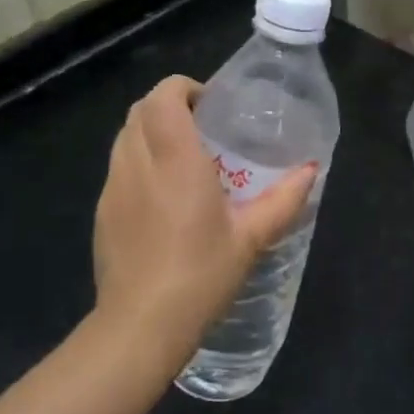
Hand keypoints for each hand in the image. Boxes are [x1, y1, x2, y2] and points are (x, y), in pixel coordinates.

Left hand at [92, 76, 317, 373]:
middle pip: (140, 110)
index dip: (184, 88)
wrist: (140, 326)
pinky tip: (162, 195)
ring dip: (150, 131)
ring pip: (124, 136)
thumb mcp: (251, 238)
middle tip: (203, 127)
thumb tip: (310, 170)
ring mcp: (113, 187)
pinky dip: (138, 160)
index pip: (164, 97)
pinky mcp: (102, 211)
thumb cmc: (201, 275)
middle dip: (168, 105)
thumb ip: (283, 200)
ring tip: (183, 158)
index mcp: (175, 161)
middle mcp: (138, 164)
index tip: (212, 105)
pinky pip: (118, 166)